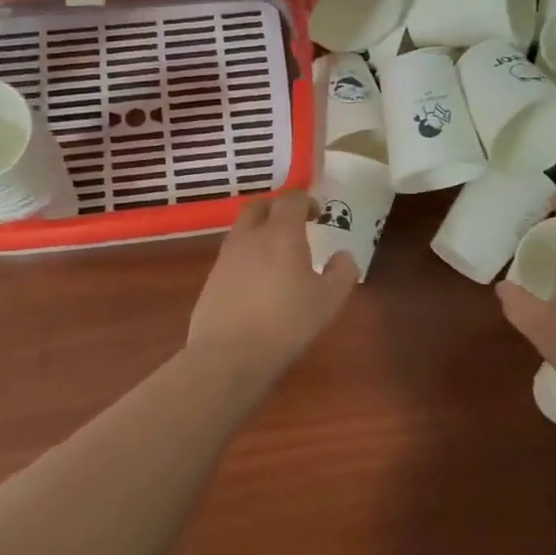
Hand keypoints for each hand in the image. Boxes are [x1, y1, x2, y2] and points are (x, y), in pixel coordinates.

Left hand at [187, 189, 359, 380]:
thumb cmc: (286, 323)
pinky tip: (258, 281)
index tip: (318, 214)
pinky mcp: (212, 278)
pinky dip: (248, 256)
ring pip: (243, 229)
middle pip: (259, 206)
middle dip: (278, 208)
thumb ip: (342, 272)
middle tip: (295, 225)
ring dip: (260, 231)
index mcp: (280, 234)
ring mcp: (226, 257)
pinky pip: (233, 254)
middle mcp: (249, 237)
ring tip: (278, 255)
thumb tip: (343, 256)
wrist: (229, 354)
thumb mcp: (328, 300)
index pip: (291, 200)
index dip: (306, 201)